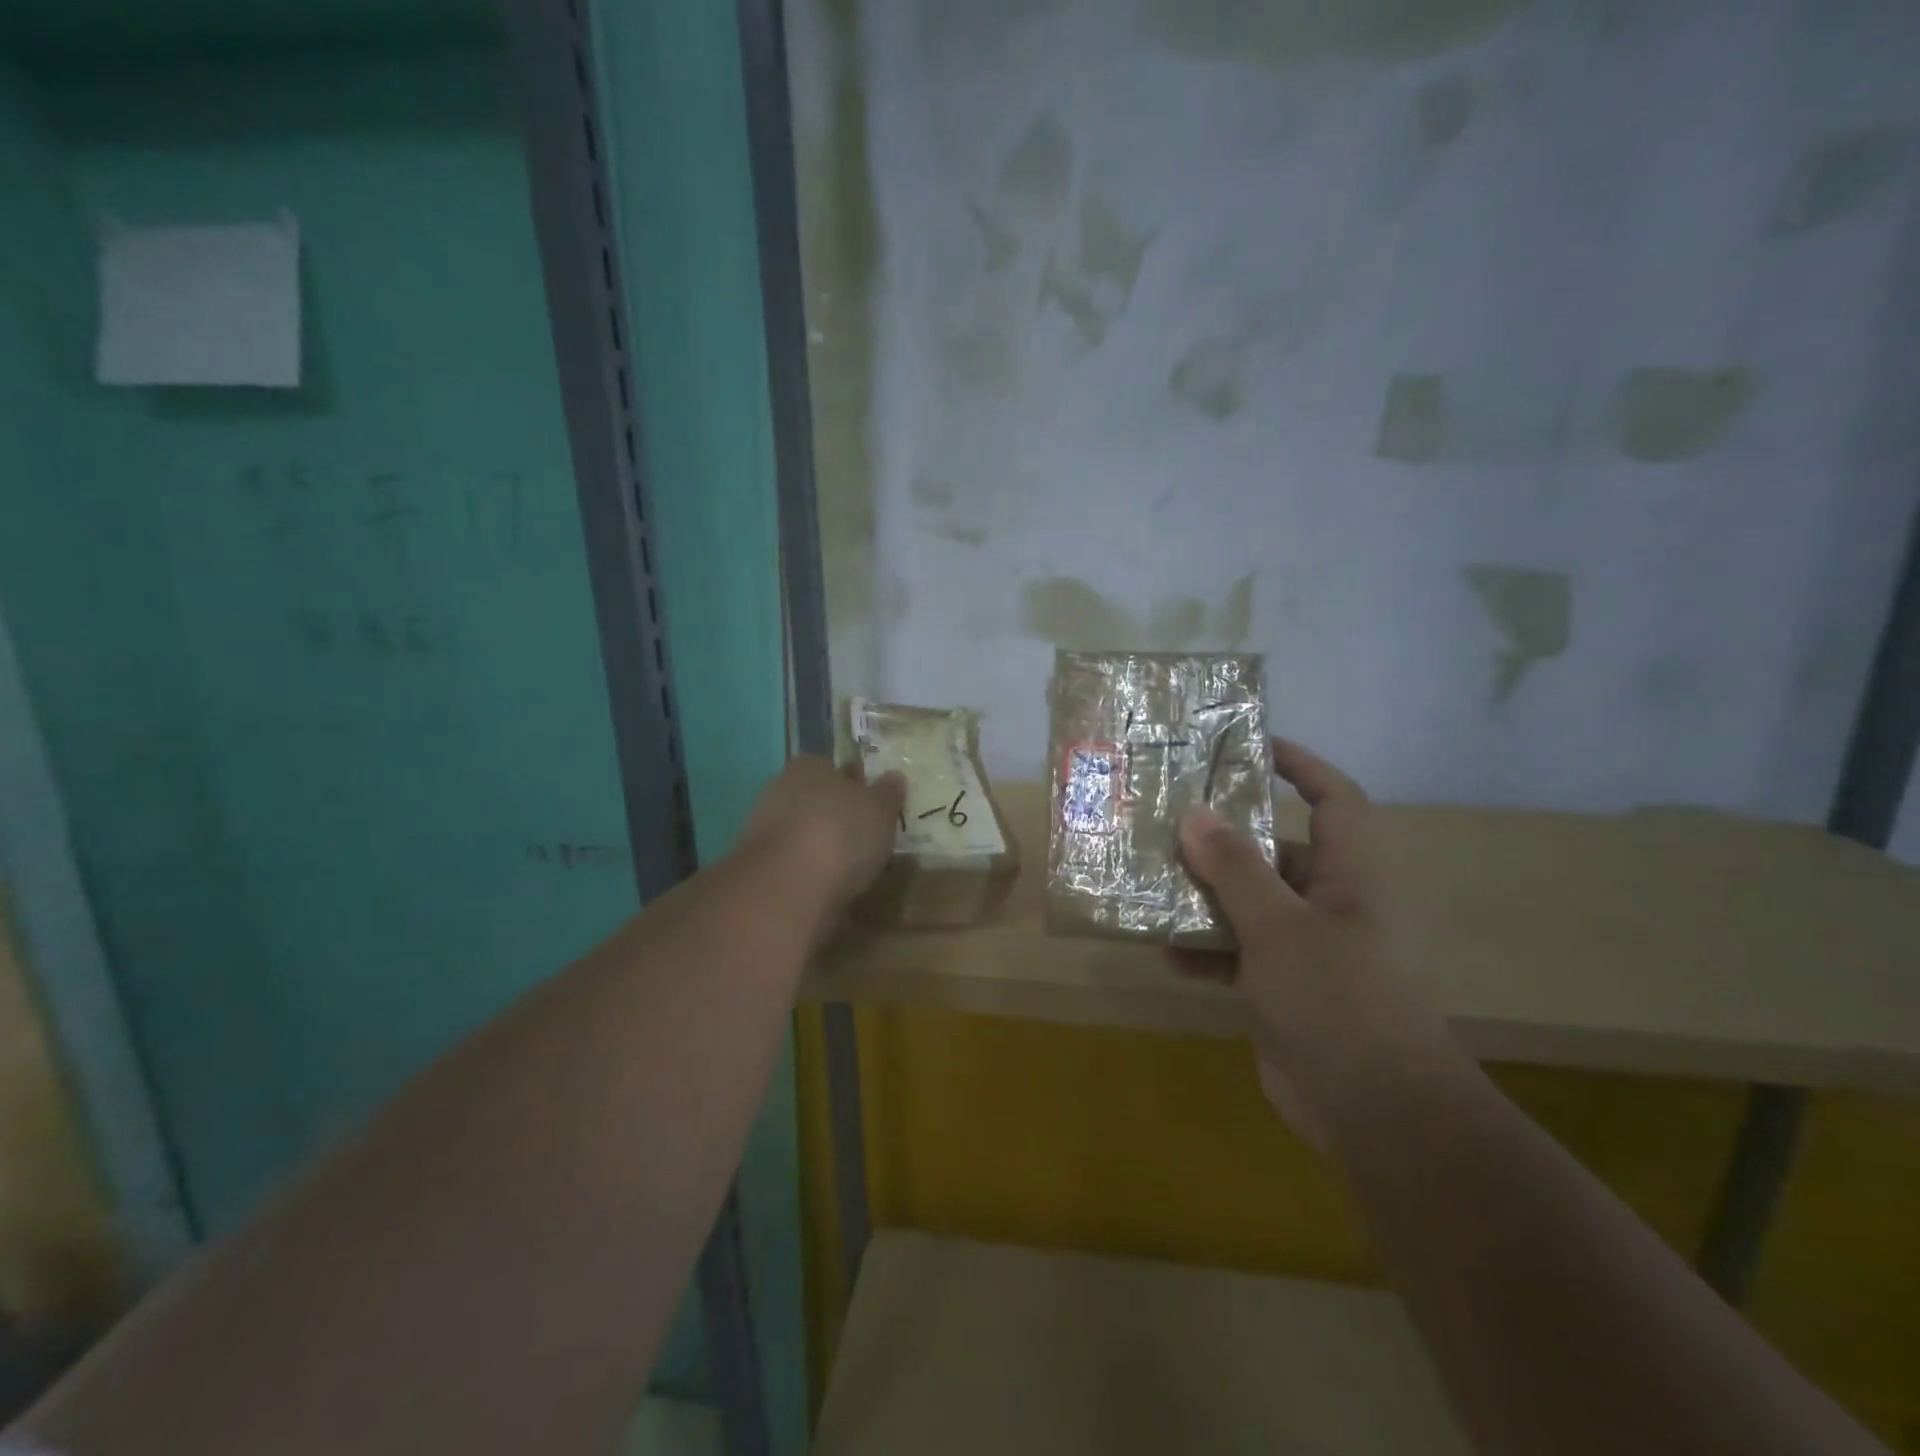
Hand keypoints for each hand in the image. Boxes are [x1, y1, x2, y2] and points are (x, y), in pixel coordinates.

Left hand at [739, 755, 906, 916]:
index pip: (832, 767)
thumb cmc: (840, 834)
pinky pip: (796, 863)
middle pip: (817, 800)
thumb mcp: (880, 809)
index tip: (874, 804)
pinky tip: (833, 887)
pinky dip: (813, 872)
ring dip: (825, 846)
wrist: (786, 889)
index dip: (855, 783)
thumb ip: (888, 792)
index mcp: (809, 766)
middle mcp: (781, 790)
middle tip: (869, 837)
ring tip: (857, 868)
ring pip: (805, 832)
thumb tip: (894, 776)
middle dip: (838, 815)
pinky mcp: (761, 867)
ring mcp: (765, 829)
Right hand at [1177, 738, 1447, 1143]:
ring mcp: (1310, 947)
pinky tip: (1170, 956)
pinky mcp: (1287, 987)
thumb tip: (1195, 812)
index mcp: (1350, 874)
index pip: (1333, 797)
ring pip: (1251, 903)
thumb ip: (1234, 868)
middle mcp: (1332, 902)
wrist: (1378, 1115)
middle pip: (1276, 849)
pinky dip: (1208, 951)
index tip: (1247, 745)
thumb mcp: (1278, 926)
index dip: (1298, 764)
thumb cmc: (1339, 1000)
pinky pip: (1240, 952)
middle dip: (1225, 838)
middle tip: (1170, 821)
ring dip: (1206, 898)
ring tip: (1153, 885)